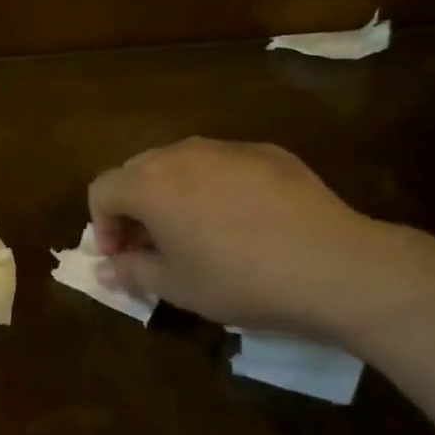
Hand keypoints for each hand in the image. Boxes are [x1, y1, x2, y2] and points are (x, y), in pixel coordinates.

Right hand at [88, 138, 421, 337]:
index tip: (122, 257)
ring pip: (181, 163)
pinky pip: (223, 164)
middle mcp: (182, 153)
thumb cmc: (240, 280)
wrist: (332, 263)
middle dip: (134, 207)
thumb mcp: (178, 287)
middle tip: (153, 246)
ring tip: (198, 232)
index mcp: (150, 183)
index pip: (102, 190)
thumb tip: (106, 268)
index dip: (102, 225)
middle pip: (137, 171)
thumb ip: (132, 272)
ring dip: (173, 194)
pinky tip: (245, 221)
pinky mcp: (267, 151)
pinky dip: (215, 186)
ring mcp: (227, 147)